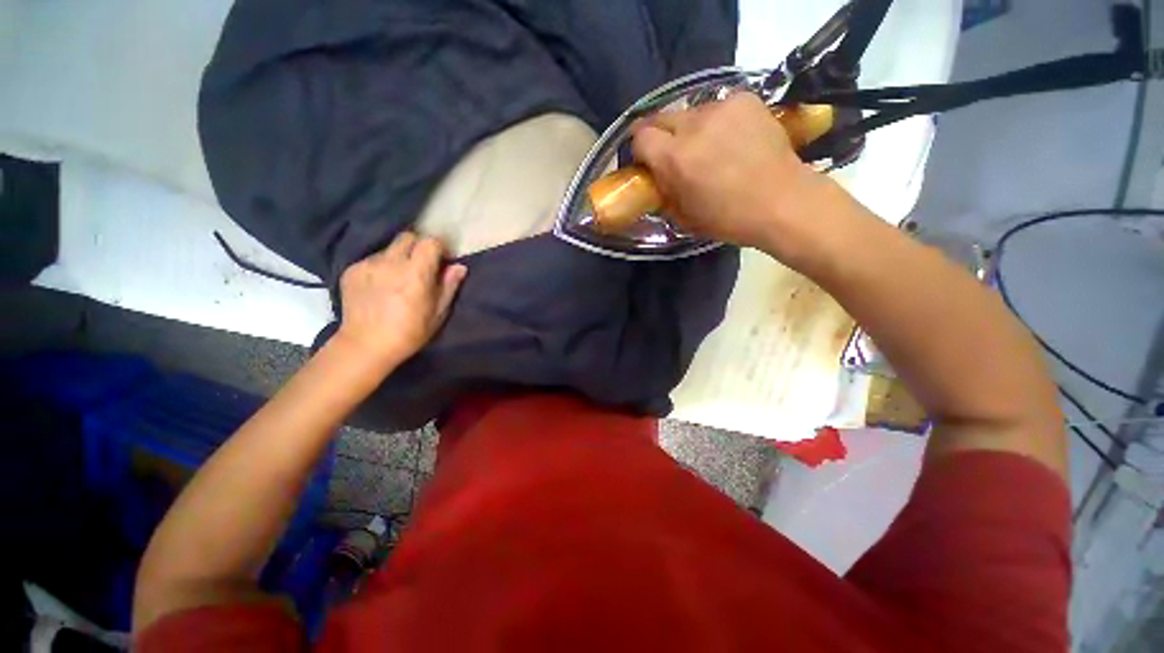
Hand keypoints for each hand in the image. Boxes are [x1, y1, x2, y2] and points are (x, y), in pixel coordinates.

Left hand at [336, 232, 466, 367]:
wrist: (366, 345)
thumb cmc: (410, 332)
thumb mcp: (438, 313)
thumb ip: (449, 286)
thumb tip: (459, 267)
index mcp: (415, 273)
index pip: (430, 242)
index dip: (439, 248)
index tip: (442, 260)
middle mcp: (390, 262)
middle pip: (408, 237)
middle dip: (418, 247)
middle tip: (422, 266)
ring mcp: (368, 264)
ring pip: (389, 249)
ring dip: (399, 258)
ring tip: (398, 279)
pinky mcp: (351, 270)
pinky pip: (372, 260)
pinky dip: (381, 268)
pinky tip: (380, 287)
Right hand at [632, 94, 834, 253]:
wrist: (781, 201)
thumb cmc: (728, 218)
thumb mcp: (684, 216)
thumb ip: (664, 191)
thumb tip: (657, 177)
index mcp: (675, 158)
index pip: (640, 136)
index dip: (641, 149)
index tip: (648, 162)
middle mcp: (693, 125)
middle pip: (661, 117)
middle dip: (662, 135)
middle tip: (675, 154)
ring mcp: (722, 108)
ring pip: (692, 113)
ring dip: (692, 129)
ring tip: (710, 148)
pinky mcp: (746, 99)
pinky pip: (719, 107)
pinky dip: (718, 122)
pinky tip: (732, 139)